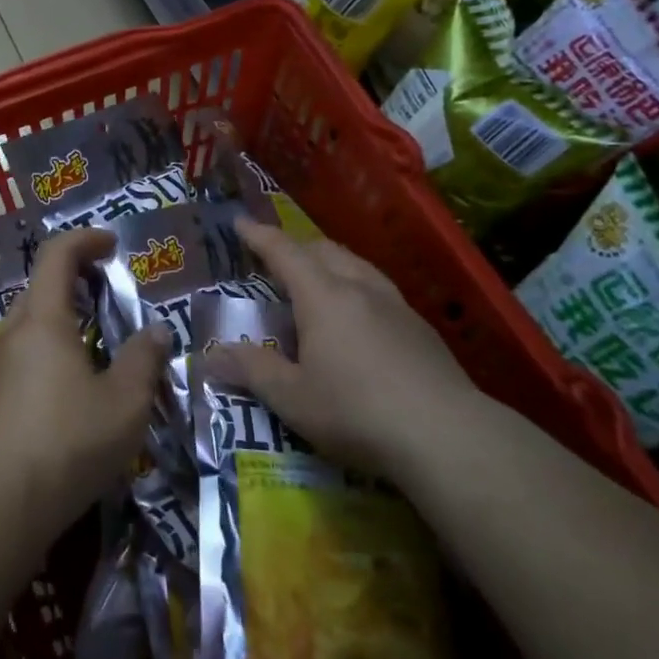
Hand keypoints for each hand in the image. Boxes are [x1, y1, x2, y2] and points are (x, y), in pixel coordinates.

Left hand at [0, 228, 168, 531]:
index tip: (113, 244)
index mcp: (43, 321)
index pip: (57, 255)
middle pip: (41, 289)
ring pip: (31, 327)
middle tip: (111, 297)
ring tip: (98, 347)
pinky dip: (49, 354)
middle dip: (77, 282)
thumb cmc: (70, 441)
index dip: (85, 239)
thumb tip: (157, 331)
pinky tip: (70, 391)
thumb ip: (144, 359)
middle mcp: (12, 334)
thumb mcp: (125, 402)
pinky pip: (23, 359)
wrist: (2, 503)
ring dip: (63, 322)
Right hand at [205, 217, 476, 472]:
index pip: (284, 252)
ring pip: (357, 267)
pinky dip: (356, 289)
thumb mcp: (291, 398)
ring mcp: (397, 306)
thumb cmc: (357, 411)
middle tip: (275, 261)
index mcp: (323, 296)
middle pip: (324, 250)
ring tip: (317, 283)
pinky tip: (360, 320)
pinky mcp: (422, 330)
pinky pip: (379, 291)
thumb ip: (251, 371)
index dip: (259, 236)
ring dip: (330, 265)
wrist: (448, 436)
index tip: (239, 222)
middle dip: (296, 248)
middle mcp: (360, 289)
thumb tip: (209, 356)